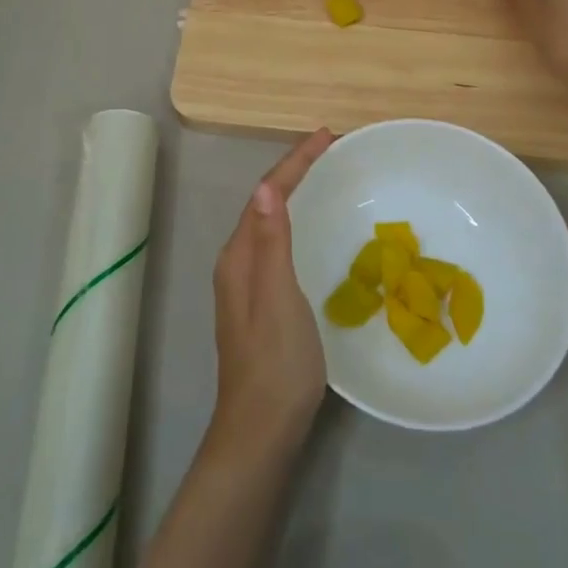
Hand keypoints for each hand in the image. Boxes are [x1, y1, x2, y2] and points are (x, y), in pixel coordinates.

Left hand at [206, 127, 334, 465]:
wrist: (261, 431)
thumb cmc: (275, 363)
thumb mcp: (278, 298)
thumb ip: (272, 243)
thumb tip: (268, 186)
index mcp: (239, 256)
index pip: (267, 194)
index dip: (295, 162)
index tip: (326, 136)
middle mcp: (238, 262)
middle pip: (266, 202)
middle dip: (295, 170)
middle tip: (330, 150)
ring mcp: (247, 283)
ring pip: (271, 222)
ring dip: (295, 193)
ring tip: (324, 175)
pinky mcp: (261, 301)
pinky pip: (278, 243)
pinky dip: (296, 221)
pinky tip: (313, 229)